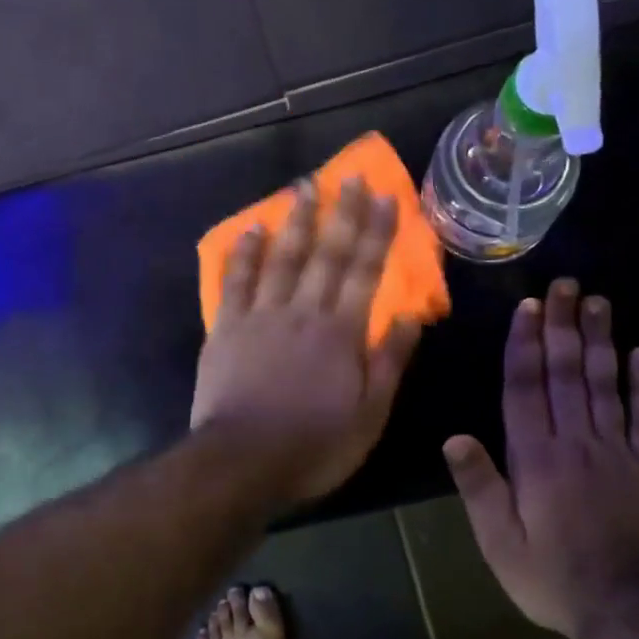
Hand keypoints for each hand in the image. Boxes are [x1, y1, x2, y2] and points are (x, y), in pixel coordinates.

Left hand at [192, 176, 421, 503]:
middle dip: (341, 213)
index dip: (377, 233)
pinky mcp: (225, 329)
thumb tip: (413, 316)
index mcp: (341, 333)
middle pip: (326, 254)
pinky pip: (235, 281)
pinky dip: (244, 253)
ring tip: (303, 186)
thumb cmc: (314, 446)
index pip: (365, 272)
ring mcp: (260, 317)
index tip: (386, 197)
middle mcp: (303, 313)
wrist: (242, 462)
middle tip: (349, 176)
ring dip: (295, 221)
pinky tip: (252, 229)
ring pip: (281, 258)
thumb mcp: (369, 416)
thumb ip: (389, 362)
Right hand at [443, 279, 638, 638]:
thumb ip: (479, 487)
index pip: (526, 389)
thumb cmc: (552, 576)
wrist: (630, 608)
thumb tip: (454, 438)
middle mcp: (576, 442)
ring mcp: (616, 451)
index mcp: (536, 458)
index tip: (527, 308)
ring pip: (605, 385)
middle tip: (564, 286)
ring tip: (597, 303)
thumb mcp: (499, 541)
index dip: (525, 346)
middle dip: (562, 327)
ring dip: (601, 341)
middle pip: (567, 374)